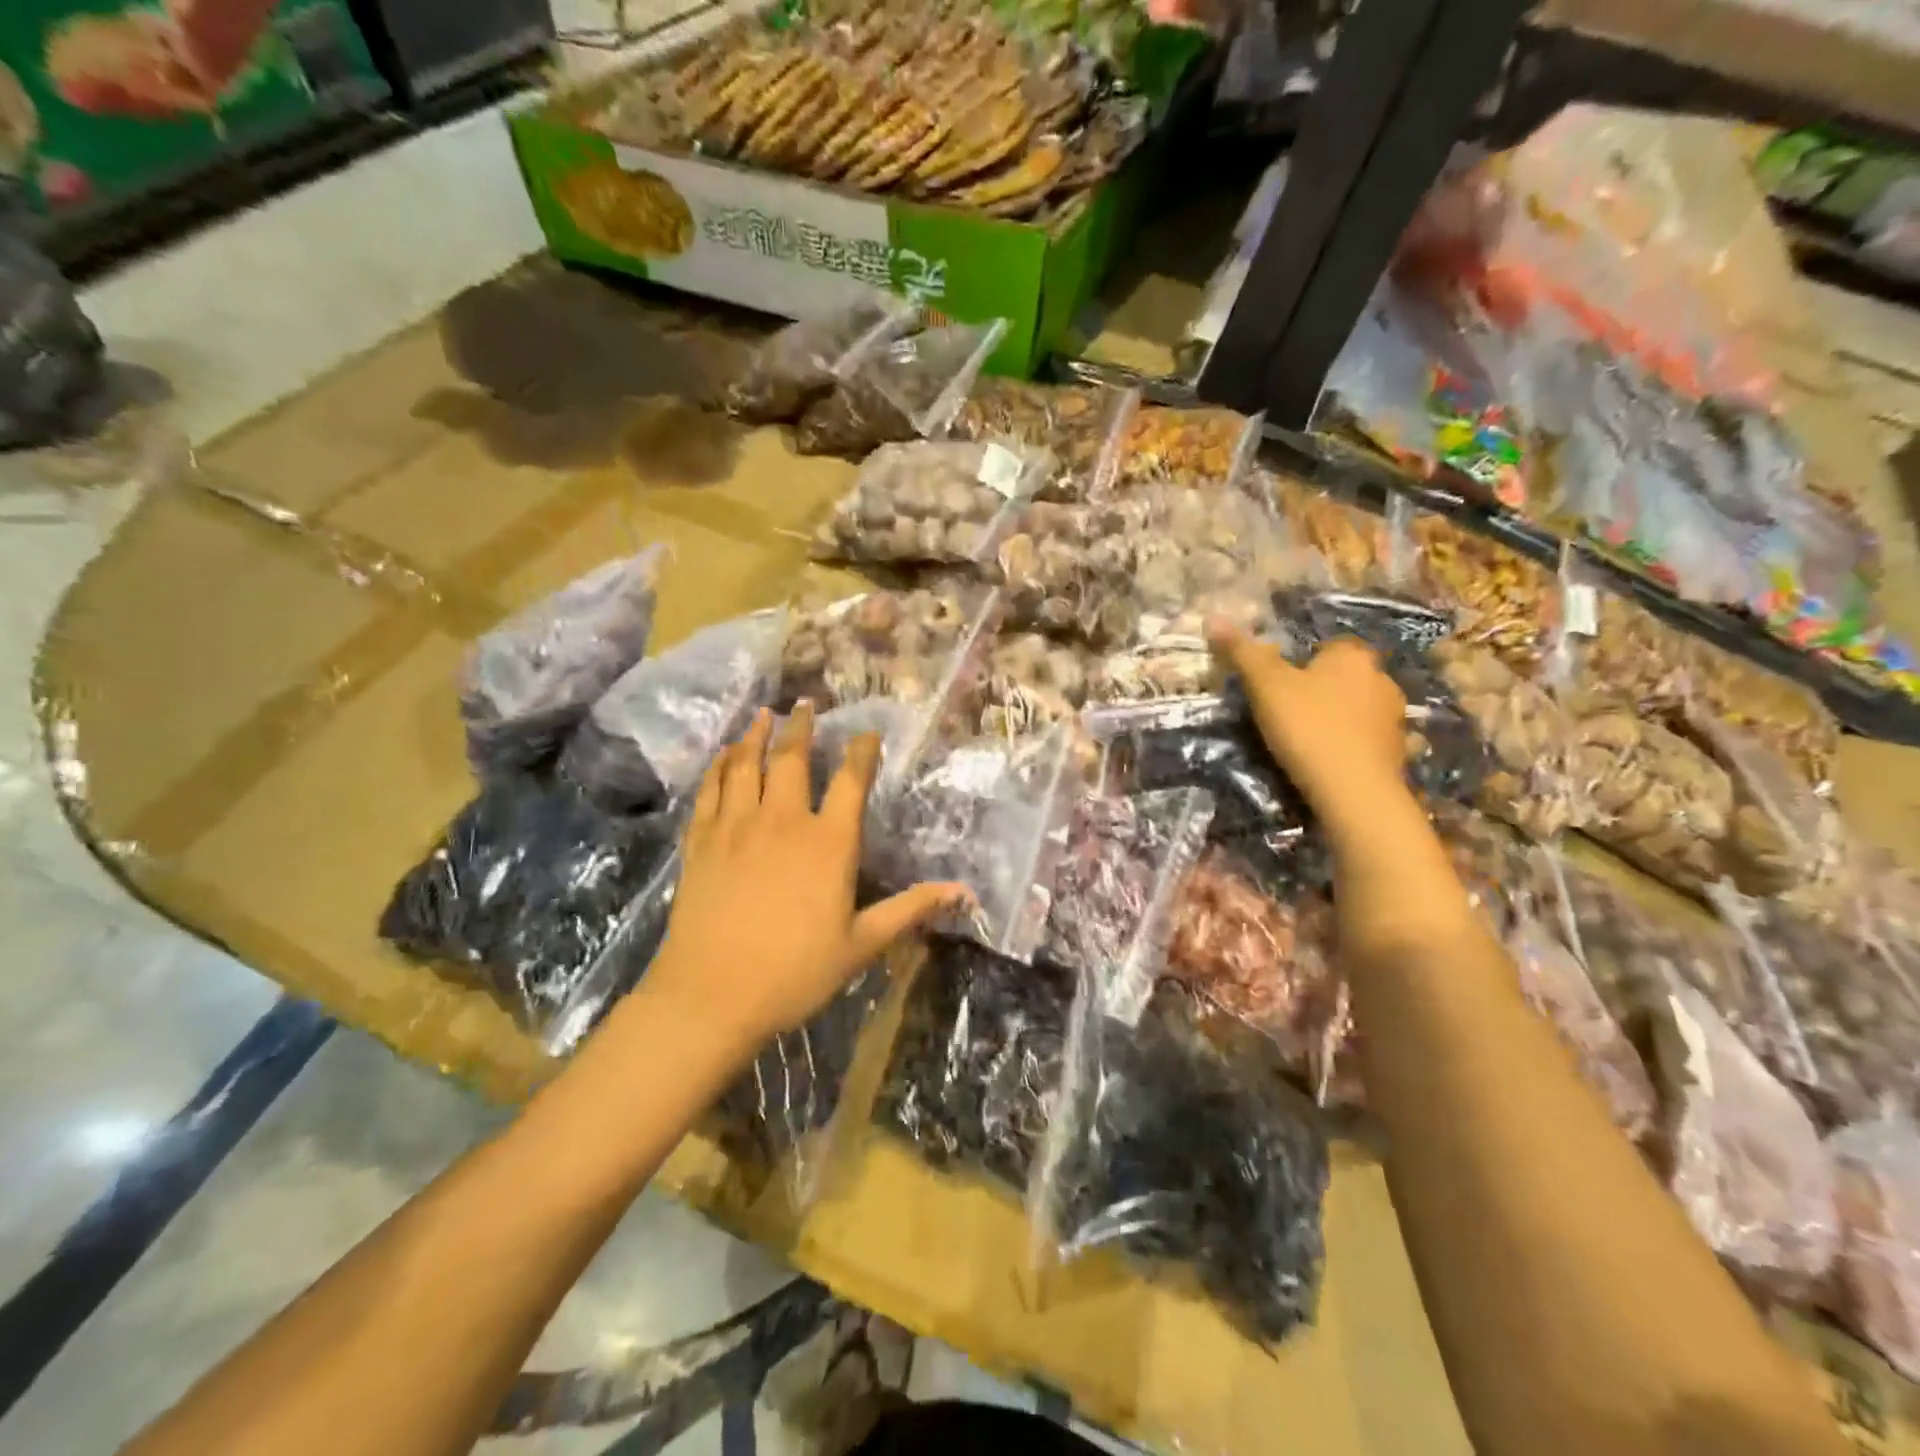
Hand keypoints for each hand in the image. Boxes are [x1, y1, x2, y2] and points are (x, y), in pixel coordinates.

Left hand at [647, 704, 966, 1053]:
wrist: (710, 996)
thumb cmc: (794, 973)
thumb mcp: (862, 945)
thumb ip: (910, 909)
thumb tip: (963, 893)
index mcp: (828, 843)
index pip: (851, 780)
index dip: (861, 752)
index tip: (866, 733)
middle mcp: (783, 821)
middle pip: (792, 758)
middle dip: (801, 727)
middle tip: (806, 703)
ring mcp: (736, 827)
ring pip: (746, 764)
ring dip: (757, 735)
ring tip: (764, 715)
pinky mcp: (701, 841)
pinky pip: (710, 790)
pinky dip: (719, 767)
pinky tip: (724, 756)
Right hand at [1208, 622, 1408, 826]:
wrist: (1354, 790)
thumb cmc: (1308, 726)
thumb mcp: (1265, 686)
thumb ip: (1242, 652)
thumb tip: (1213, 617)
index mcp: (1352, 656)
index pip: (1329, 645)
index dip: (1304, 661)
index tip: (1280, 683)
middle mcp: (1382, 679)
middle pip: (1346, 677)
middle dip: (1323, 689)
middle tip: (1288, 711)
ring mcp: (1395, 719)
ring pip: (1360, 709)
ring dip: (1340, 718)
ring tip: (1307, 740)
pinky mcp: (1398, 754)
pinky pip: (1369, 742)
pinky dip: (1353, 747)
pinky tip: (1332, 763)